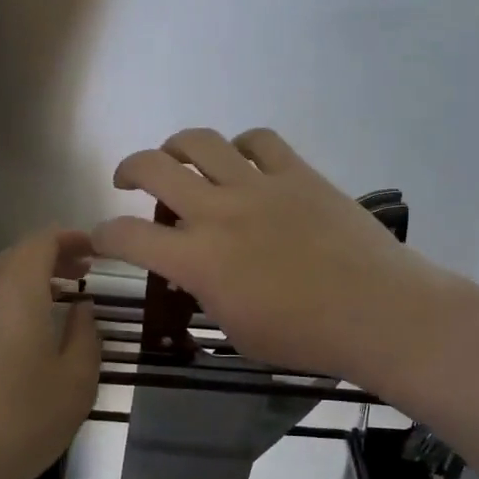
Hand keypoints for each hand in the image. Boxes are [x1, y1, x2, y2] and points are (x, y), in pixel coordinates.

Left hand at [0, 226, 100, 478]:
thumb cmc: (21, 420)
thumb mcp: (76, 381)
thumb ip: (85, 335)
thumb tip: (81, 308)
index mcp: (16, 290)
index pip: (41, 240)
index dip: (71, 238)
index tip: (98, 251)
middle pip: (18, 255)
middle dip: (53, 255)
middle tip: (84, 270)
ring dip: (32, 277)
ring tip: (63, 295)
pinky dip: (13, 298)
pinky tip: (31, 328)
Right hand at [91, 127, 458, 385]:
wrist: (378, 312)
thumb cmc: (305, 338)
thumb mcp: (237, 331)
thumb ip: (206, 295)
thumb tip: (192, 271)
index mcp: (198, 259)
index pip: (127, 236)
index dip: (103, 235)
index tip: (100, 237)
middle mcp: (219, 211)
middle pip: (154, 167)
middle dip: (128, 169)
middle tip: (127, 181)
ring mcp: (259, 186)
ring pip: (201, 142)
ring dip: (177, 145)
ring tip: (178, 158)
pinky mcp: (297, 173)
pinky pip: (260, 140)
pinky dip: (242, 146)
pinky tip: (242, 160)